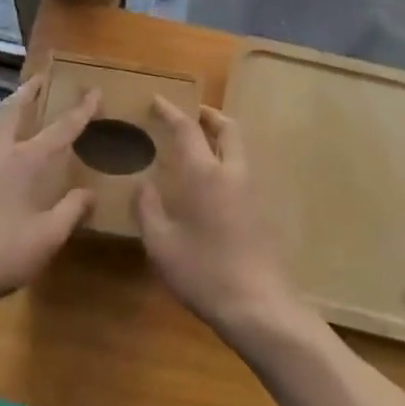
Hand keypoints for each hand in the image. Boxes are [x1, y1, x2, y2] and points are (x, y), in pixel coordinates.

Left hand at [0, 76, 97, 313]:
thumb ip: (71, 211)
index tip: (94, 90)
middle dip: (29, 91)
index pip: (61, 129)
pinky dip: (1, 143)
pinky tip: (6, 164)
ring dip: (12, 113)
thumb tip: (90, 192)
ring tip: (24, 113)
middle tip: (41, 78)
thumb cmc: (1, 254)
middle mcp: (1, 155)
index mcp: (26, 162)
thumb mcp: (47, 238)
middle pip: (13, 110)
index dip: (81, 110)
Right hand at [135, 98, 299, 337]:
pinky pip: (242, 168)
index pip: (187, 128)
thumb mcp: (162, 245)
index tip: (157, 100)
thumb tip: (142, 184)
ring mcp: (251, 189)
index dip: (171, 111)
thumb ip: (148, 209)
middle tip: (188, 115)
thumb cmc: (204, 273)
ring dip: (219, 136)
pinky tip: (211, 182)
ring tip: (198, 145)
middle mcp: (231, 171)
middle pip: (226, 126)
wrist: (258, 305)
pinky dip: (227, 158)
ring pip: (238, 146)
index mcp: (204, 173)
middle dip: (207, 114)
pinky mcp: (261, 208)